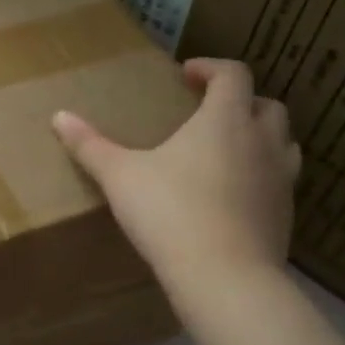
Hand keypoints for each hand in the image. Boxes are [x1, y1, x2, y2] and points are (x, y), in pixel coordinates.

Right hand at [52, 58, 299, 303]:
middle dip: (240, 101)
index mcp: (225, 120)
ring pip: (284, 143)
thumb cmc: (169, 213)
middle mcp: (262, 142)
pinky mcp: (285, 216)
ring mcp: (281, 180)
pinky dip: (261, 177)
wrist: (224, 277)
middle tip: (208, 112)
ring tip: (229, 151)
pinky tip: (233, 197)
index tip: (187, 74)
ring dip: (260, 138)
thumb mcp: (119, 177)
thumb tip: (58, 116)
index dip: (211, 68)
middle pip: (266, 105)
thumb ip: (90, 145)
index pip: (233, 75)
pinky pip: (280, 183)